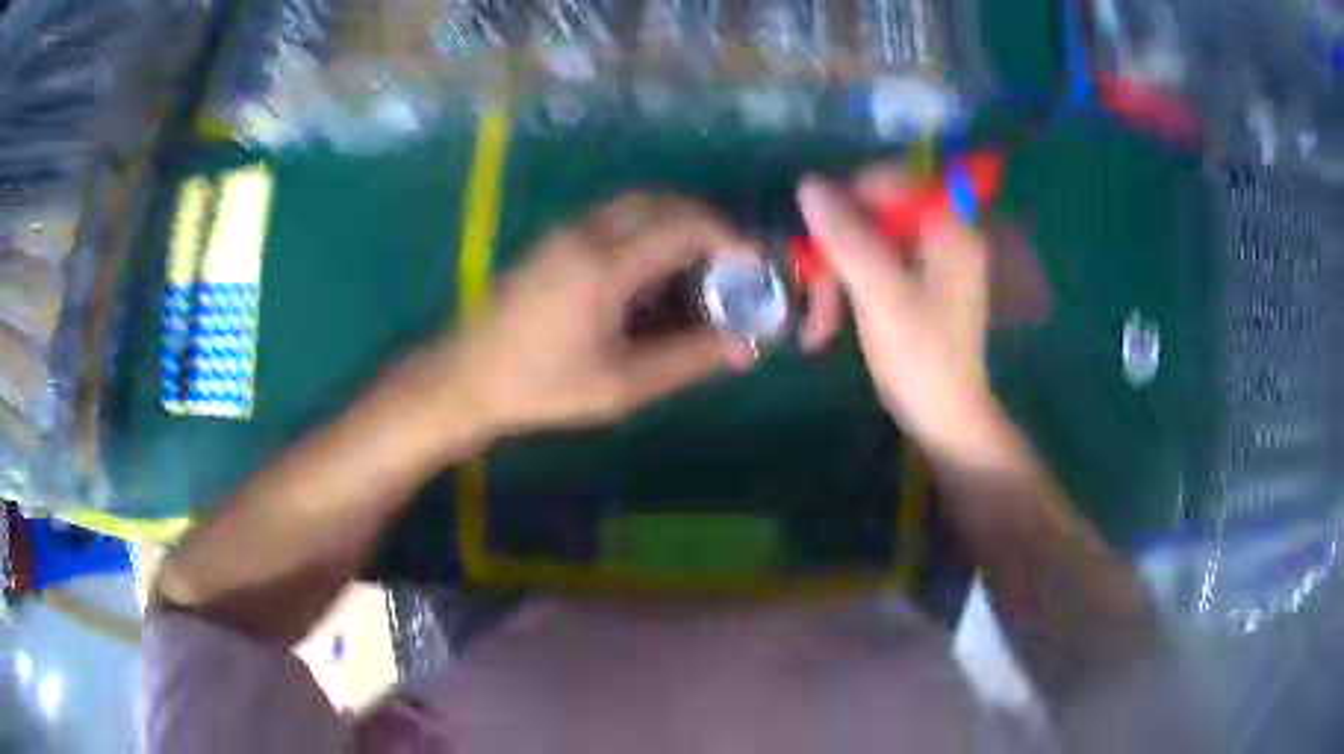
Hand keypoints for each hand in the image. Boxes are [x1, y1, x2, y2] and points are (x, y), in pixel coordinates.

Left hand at [442, 193, 751, 434]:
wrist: (468, 377)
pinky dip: (650, 230)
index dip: (729, 239)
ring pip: (639, 205)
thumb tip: (744, 345)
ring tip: (700, 268)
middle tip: (733, 263)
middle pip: (664, 202)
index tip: (755, 264)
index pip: (684, 227)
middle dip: (708, 225)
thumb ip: (688, 359)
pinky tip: (654, 273)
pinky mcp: (555, 239)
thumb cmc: (543, 387)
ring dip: (678, 224)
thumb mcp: (622, 384)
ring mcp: (567, 231)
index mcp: (605, 265)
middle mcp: (587, 232)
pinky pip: (616, 217)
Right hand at [796, 167, 1001, 461]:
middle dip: (836, 249)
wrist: (943, 419)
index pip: (894, 178)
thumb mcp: (881, 294)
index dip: (851, 196)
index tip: (820, 233)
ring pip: (865, 241)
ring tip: (817, 325)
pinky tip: (826, 326)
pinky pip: (869, 266)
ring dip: (834, 277)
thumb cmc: (921, 358)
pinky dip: (845, 290)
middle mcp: (941, 234)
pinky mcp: (912, 284)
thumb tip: (808, 185)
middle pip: (875, 211)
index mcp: (948, 227)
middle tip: (811, 286)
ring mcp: (926, 260)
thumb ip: (848, 236)